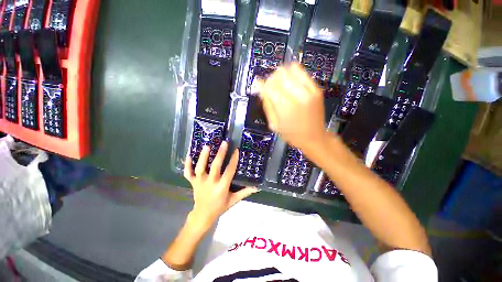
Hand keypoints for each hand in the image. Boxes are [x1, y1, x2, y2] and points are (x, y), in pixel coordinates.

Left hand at [184, 142, 257, 229]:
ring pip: (200, 168)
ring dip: (203, 157)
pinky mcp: (192, 182)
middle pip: (215, 166)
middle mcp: (210, 183)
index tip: (236, 150)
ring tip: (207, 146)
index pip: (229, 171)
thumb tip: (257, 187)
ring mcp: (200, 182)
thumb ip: (245, 192)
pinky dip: (187, 165)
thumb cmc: (220, 207)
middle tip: (224, 143)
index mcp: (222, 187)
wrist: (203, 215)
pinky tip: (189, 155)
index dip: (233, 160)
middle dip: (220, 154)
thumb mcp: (233, 200)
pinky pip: (188, 173)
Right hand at [256, 63, 327, 151]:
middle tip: (272, 88)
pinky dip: (294, 73)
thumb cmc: (292, 134)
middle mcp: (298, 96)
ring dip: (282, 75)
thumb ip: (267, 105)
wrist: (314, 137)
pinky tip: (291, 82)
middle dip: (272, 79)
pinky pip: (302, 72)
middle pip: (279, 74)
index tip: (261, 88)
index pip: (269, 85)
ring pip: (290, 70)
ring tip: (281, 85)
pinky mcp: (316, 89)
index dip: (263, 85)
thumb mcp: (274, 124)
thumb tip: (260, 87)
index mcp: (285, 107)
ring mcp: (309, 91)